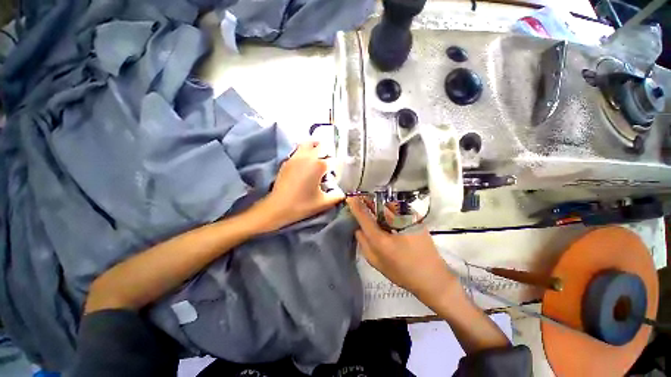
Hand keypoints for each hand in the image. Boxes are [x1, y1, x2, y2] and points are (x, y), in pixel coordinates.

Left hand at [257, 141, 344, 230]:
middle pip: (321, 145)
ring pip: (308, 143)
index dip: (337, 165)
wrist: (278, 207)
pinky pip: (299, 150)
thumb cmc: (302, 205)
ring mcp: (296, 157)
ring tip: (319, 157)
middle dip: (328, 152)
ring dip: (316, 147)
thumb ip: (338, 196)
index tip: (337, 172)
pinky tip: (306, 163)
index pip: (333, 159)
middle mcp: (308, 157)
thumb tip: (344, 193)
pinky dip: (305, 152)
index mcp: (319, 166)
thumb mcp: (324, 203)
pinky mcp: (287, 161)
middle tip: (329, 163)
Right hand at [346, 197, 459, 304]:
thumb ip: (364, 244)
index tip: (350, 198)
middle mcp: (394, 226)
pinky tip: (393, 220)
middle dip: (369, 204)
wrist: (433, 278)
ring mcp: (408, 220)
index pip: (364, 217)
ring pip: (388, 206)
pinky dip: (391, 211)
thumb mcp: (377, 263)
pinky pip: (398, 210)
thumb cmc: (402, 273)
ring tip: (380, 215)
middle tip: (364, 204)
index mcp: (382, 239)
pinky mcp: (416, 219)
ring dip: (381, 208)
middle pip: (377, 206)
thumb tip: (358, 229)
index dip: (356, 206)